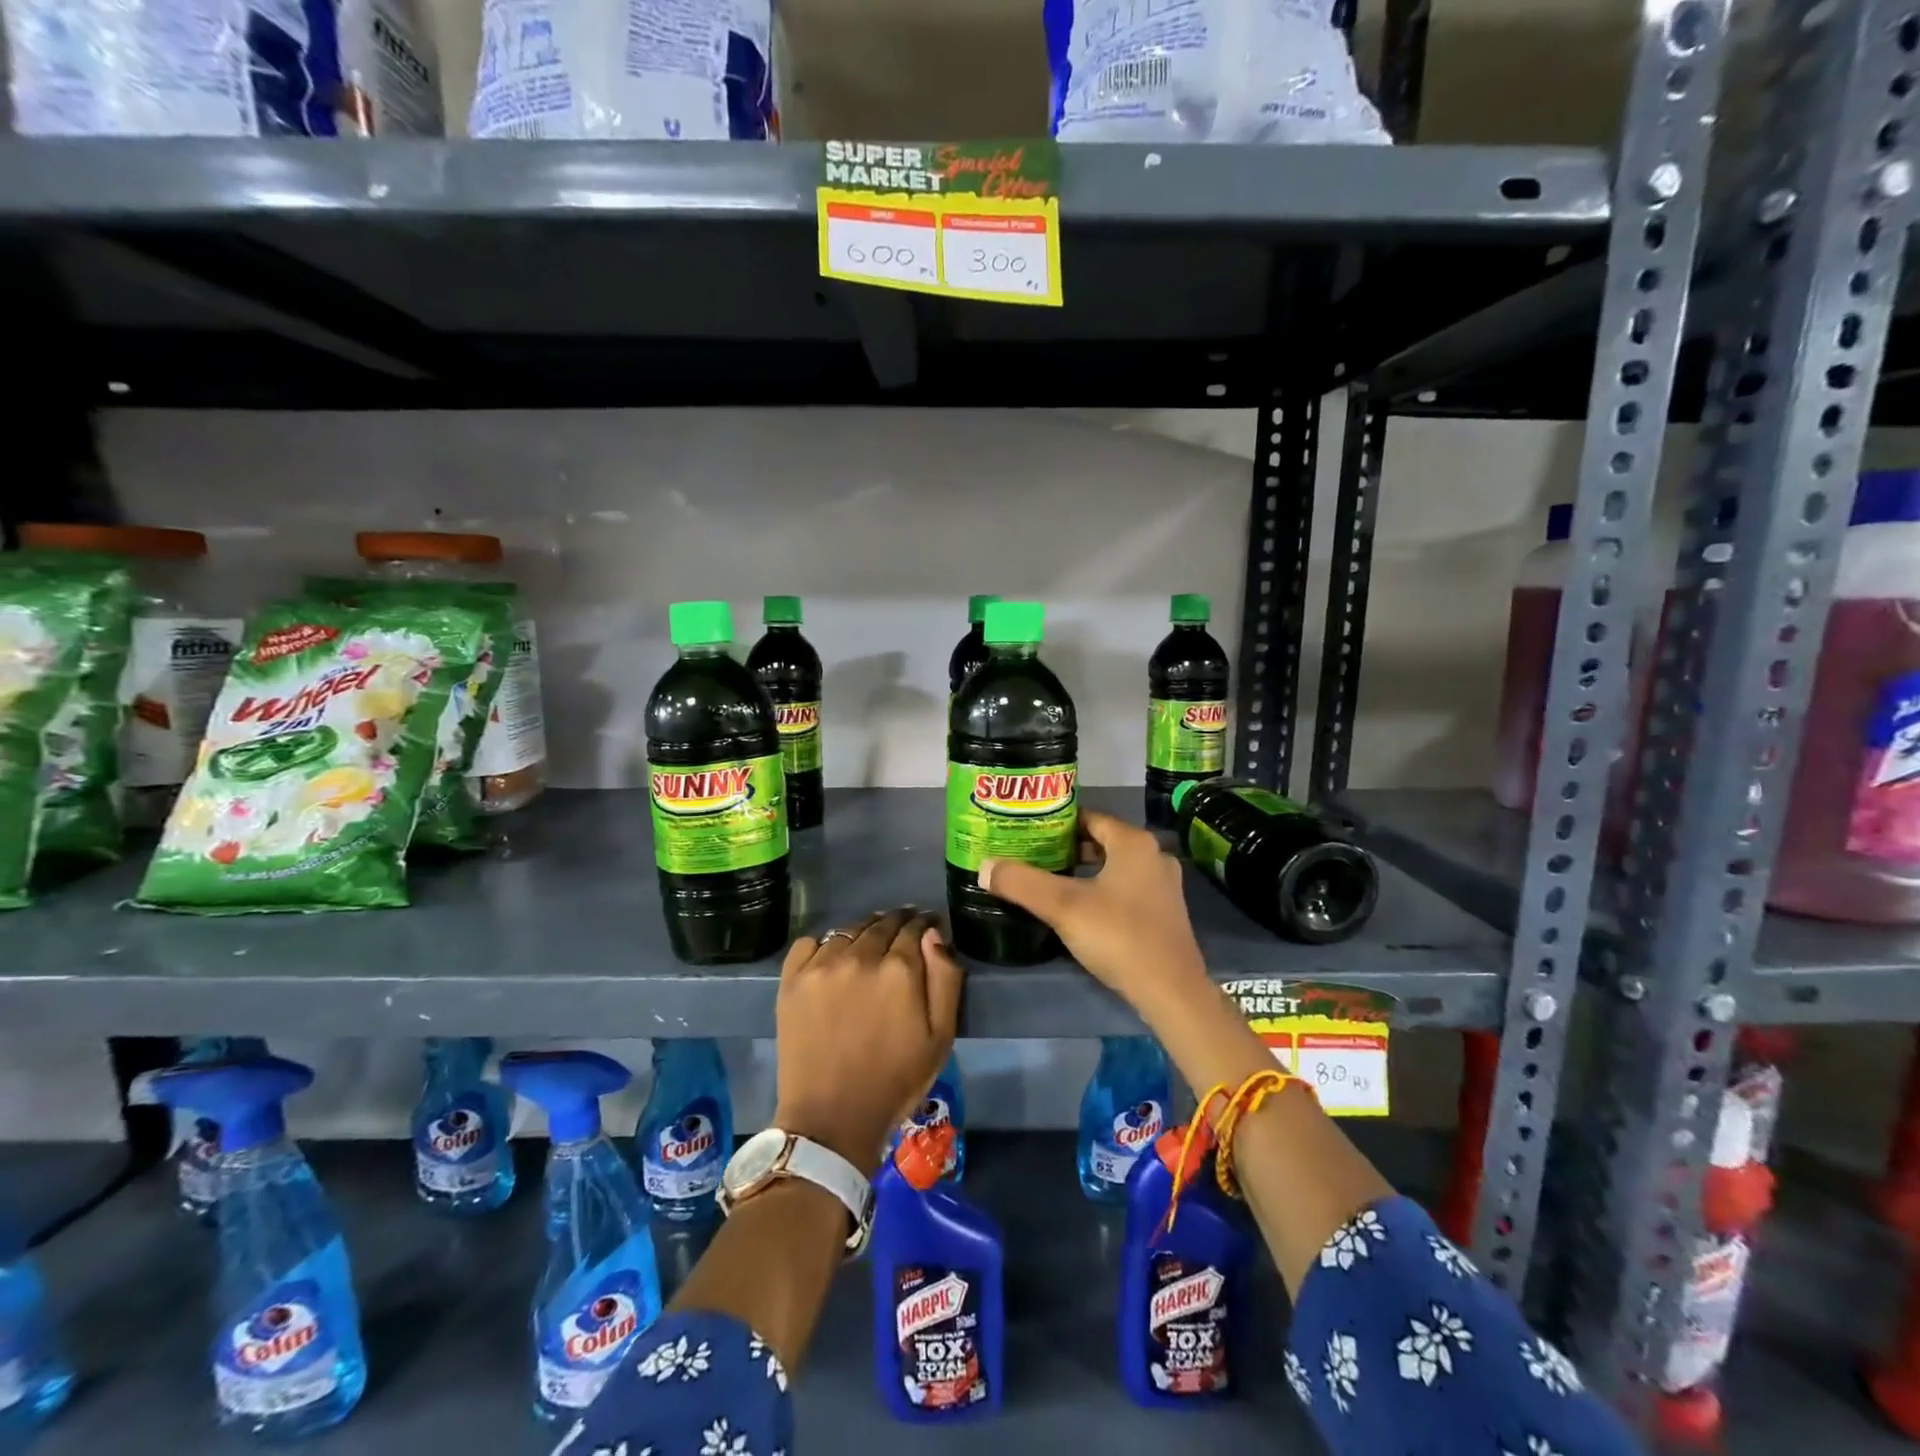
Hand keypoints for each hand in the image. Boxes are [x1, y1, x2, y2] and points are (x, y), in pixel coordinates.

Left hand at [774, 909, 962, 1175]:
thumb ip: (945, 978)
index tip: (926, 928)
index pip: (914, 927)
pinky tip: (831, 960)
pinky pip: (810, 943)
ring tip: (867, 946)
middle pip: (882, 923)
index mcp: (900, 969)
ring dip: (863, 932)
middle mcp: (860, 956)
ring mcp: (821, 965)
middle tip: (900, 935)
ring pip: (848, 930)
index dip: (923, 925)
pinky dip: (824, 945)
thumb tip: (932, 934)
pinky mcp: (792, 980)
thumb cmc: (895, 1080)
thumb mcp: (941, 1037)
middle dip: (896, 924)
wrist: (831, 1119)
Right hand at [979, 811, 1209, 1017]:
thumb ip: (1022, 883)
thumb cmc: (1118, 936)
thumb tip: (984, 866)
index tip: (1029, 832)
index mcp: (1133, 843)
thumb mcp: (1063, 907)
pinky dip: (1102, 890)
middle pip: (1102, 841)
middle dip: (1068, 847)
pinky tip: (1080, 909)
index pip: (1089, 817)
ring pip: (1115, 867)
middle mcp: (1153, 856)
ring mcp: (1164, 886)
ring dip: (1085, 871)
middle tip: (1033, 855)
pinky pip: (1127, 889)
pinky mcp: (1166, 914)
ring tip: (1050, 881)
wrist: (1171, 992)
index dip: (1057, 822)